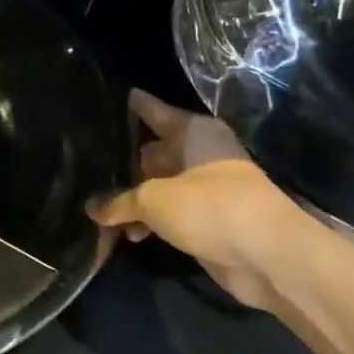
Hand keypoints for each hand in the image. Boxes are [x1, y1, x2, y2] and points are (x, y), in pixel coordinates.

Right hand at [90, 89, 310, 310]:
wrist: (268, 256)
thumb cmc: (211, 207)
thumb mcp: (154, 199)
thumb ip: (120, 201)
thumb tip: (92, 208)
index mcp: (194, 132)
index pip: (154, 111)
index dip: (132, 105)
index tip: (107, 96)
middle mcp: (199, 154)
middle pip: (153, 149)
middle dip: (123, 159)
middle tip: (85, 161)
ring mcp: (204, 189)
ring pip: (158, 185)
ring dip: (132, 197)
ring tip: (93, 204)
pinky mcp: (205, 221)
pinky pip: (166, 214)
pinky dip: (147, 221)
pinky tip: (120, 233)